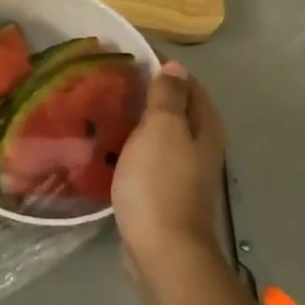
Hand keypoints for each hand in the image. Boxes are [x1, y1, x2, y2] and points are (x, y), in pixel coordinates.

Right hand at [112, 61, 228, 284]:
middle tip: (109, 80)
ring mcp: (181, 172)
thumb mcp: (162, 130)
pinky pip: (144, 158)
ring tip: (100, 108)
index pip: (188, 84)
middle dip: (146, 92)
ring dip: (134, 120)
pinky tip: (104, 145)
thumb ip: (167, 96)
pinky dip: (128, 146)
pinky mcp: (161, 192)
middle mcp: (198, 147)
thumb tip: (174, 67)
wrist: (161, 249)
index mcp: (204, 128)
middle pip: (175, 109)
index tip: (128, 54)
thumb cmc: (160, 183)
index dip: (162, 66)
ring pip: (158, 135)